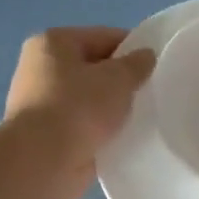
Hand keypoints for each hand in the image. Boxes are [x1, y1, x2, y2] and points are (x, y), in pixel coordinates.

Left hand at [4, 27, 157, 198]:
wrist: (43, 162)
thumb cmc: (79, 108)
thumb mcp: (118, 78)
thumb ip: (137, 64)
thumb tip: (146, 56)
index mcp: (53, 42)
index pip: (104, 37)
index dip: (134, 49)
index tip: (157, 67)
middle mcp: (41, 67)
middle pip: (94, 68)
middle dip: (121, 81)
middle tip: (150, 94)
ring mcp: (40, 102)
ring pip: (89, 98)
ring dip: (111, 108)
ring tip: (138, 118)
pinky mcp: (45, 134)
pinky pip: (82, 124)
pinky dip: (99, 130)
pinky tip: (121, 138)